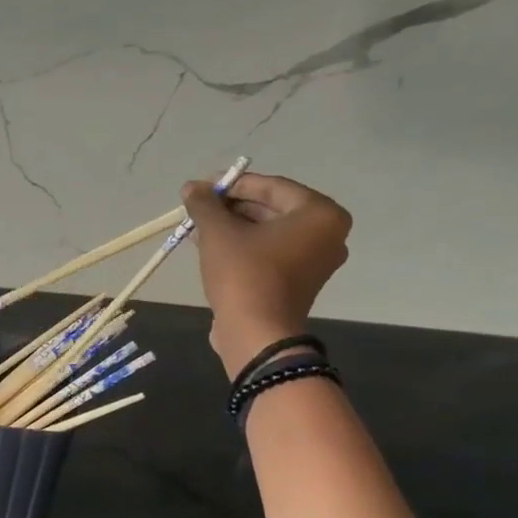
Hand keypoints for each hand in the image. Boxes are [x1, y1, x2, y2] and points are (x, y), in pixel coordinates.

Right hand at [180, 173, 351, 378]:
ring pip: (268, 233)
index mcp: (320, 214)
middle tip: (198, 208)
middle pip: (272, 209)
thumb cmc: (244, 274)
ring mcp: (315, 261)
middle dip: (232, 207)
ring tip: (198, 227)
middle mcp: (327, 235)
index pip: (271, 186)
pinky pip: (270, 253)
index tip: (201, 187)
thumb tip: (190, 187)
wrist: (255, 333)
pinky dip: (244, 247)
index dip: (231, 184)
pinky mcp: (298, 283)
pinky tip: (211, 247)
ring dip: (233, 227)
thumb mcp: (218, 232)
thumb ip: (205, 205)